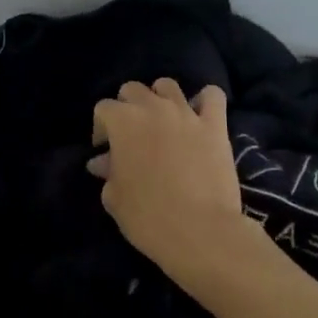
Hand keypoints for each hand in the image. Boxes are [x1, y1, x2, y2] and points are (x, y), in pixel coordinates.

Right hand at [88, 79, 253, 278]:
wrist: (200, 231)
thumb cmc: (148, 217)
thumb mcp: (114, 198)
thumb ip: (108, 173)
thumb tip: (103, 163)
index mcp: (123, 122)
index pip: (103, 108)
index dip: (101, 128)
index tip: (106, 151)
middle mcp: (153, 108)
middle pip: (133, 90)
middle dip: (127, 107)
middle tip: (132, 135)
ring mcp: (187, 114)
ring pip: (168, 86)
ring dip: (160, 99)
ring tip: (163, 122)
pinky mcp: (216, 125)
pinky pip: (212, 96)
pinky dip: (205, 101)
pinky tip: (199, 115)